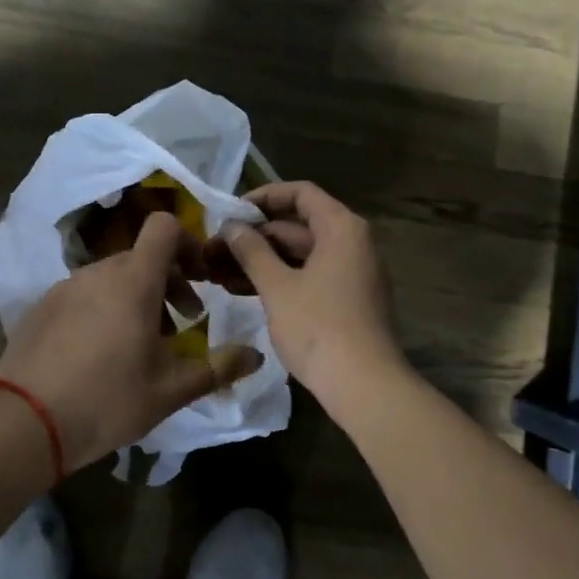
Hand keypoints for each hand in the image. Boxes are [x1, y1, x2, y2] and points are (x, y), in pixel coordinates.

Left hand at [0, 211, 263, 470]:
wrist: (25, 424)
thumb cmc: (108, 401)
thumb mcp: (171, 390)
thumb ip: (218, 367)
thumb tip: (255, 355)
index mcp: (134, 281)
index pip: (164, 227)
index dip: (188, 242)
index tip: (201, 276)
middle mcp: (98, 272)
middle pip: (142, 256)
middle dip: (169, 280)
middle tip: (182, 322)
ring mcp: (65, 287)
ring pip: (113, 276)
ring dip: (137, 296)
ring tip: (143, 342)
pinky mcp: (41, 306)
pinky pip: (84, 292)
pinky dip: (104, 306)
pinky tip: (101, 352)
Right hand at [223, 181, 404, 404]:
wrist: (364, 385)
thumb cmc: (318, 327)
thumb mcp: (277, 287)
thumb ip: (251, 251)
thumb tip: (231, 227)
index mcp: (341, 228)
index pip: (301, 193)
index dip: (263, 197)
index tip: (230, 212)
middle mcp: (352, 243)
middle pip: (299, 225)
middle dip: (255, 236)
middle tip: (215, 248)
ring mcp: (352, 273)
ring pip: (300, 254)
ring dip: (261, 260)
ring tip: (218, 271)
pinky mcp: (347, 300)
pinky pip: (309, 277)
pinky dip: (279, 280)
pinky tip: (243, 291)